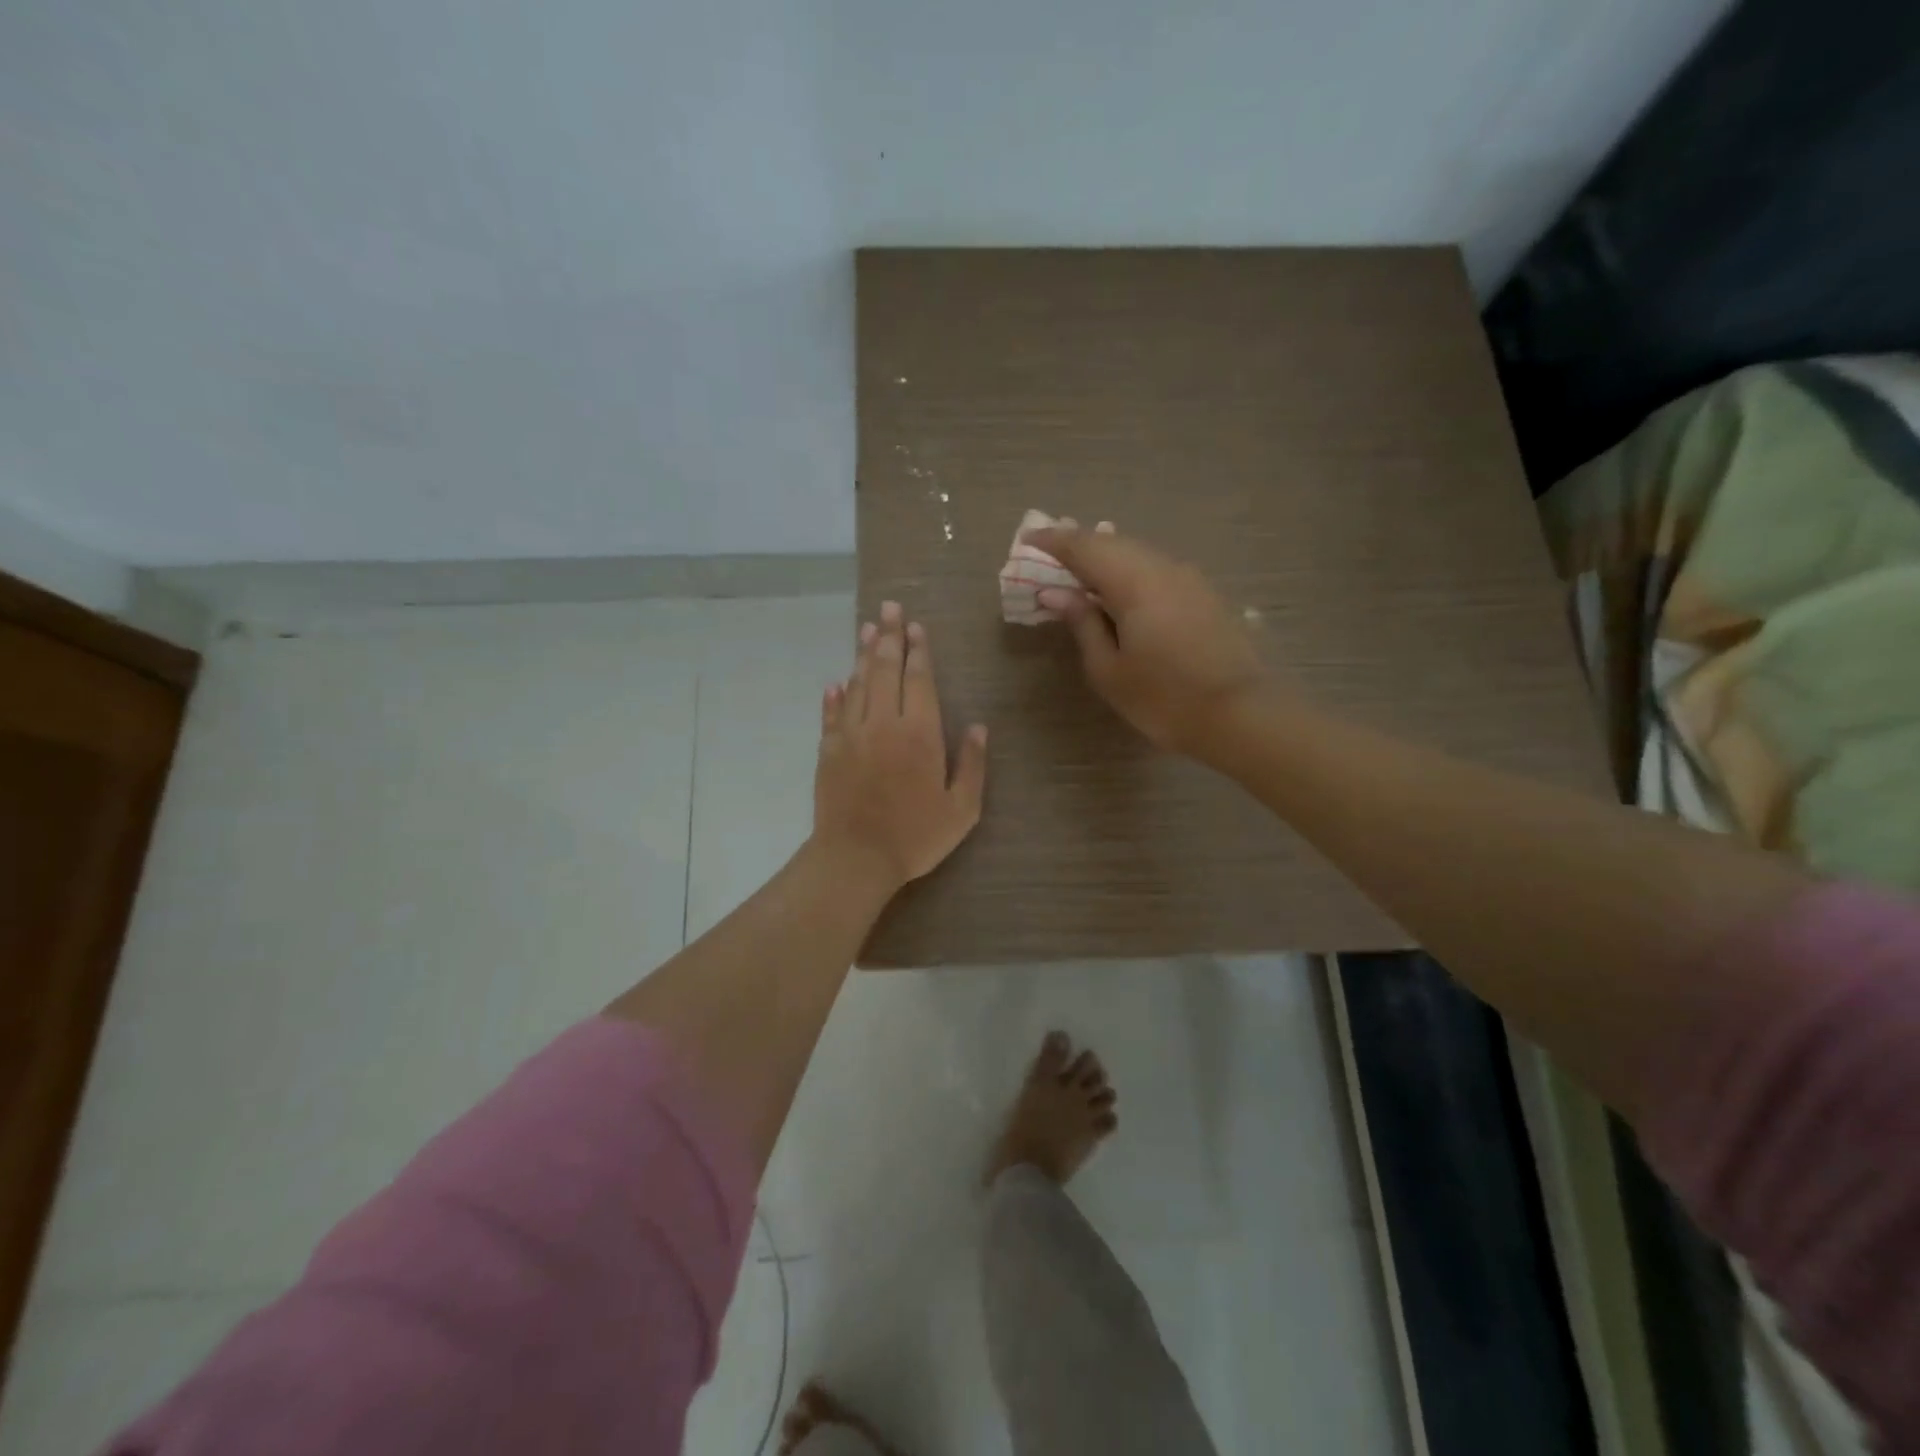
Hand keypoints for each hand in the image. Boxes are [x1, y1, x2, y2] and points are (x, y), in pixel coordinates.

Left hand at [812, 601, 988, 889]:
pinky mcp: (828, 750)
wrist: (856, 858)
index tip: (915, 626)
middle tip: (887, 608)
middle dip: (888, 637)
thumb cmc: (915, 836)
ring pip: (857, 684)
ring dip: (863, 655)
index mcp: (919, 733)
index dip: (917, 650)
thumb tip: (979, 727)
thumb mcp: (961, 809)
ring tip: (867, 629)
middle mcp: (883, 723)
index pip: (918, 679)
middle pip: (884, 670)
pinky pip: (832, 714)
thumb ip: (972, 764)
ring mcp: (851, 734)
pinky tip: (836, 682)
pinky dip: (835, 695)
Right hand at [1027, 524, 1266, 754]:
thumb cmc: (1163, 699)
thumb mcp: (1109, 670)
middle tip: (1050, 552)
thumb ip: (1082, 624)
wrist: (1240, 714)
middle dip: (1078, 545)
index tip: (1027, 540)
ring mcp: (1188, 578)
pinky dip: (1129, 570)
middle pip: (1113, 543)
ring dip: (1105, 556)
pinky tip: (1120, 588)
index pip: (1084, 547)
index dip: (1053, 542)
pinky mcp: (1203, 594)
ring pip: (1137, 553)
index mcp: (1134, 582)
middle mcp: (1162, 568)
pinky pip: (1156, 568)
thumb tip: (1057, 593)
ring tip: (1080, 569)